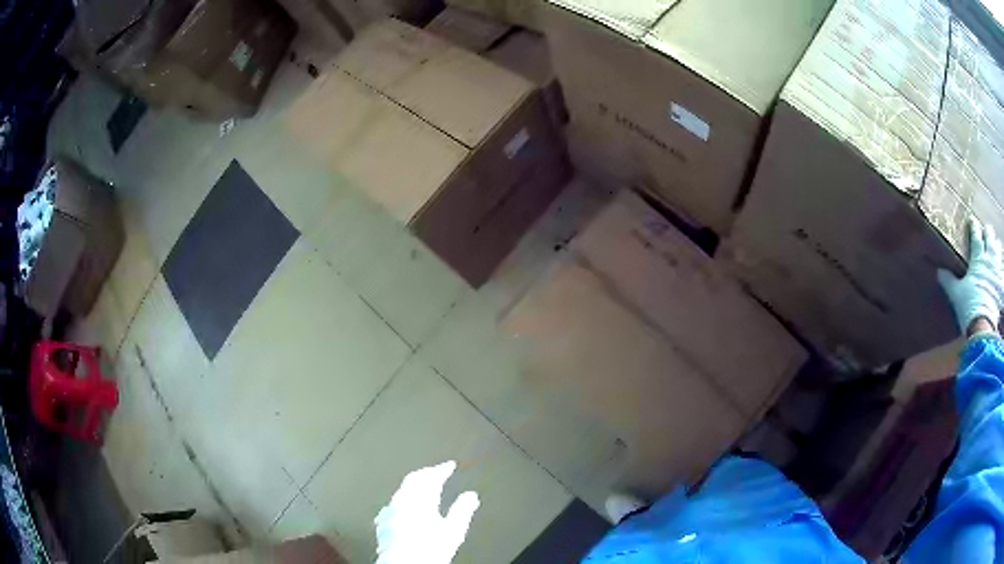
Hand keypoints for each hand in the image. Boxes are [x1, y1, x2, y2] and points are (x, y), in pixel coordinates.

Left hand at [375, 461, 479, 563]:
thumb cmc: (428, 551)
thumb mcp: (454, 531)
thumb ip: (463, 510)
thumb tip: (470, 496)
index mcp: (420, 499)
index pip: (431, 476)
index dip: (441, 469)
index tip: (449, 465)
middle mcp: (402, 501)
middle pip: (413, 479)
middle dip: (426, 474)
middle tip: (435, 471)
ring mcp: (389, 511)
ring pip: (401, 490)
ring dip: (413, 486)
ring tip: (422, 488)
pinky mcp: (382, 522)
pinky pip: (392, 503)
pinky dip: (402, 500)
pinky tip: (403, 507)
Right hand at [938, 221, 1003, 333]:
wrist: (984, 327)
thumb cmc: (969, 307)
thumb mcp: (956, 295)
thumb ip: (949, 282)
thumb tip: (939, 272)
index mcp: (978, 257)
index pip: (976, 235)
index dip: (973, 227)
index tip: (972, 222)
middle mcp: (989, 258)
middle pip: (990, 236)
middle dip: (988, 233)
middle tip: (986, 232)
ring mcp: (997, 270)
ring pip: (999, 249)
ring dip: (996, 247)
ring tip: (995, 247)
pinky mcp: (1002, 284)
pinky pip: (1003, 269)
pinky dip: (1002, 267)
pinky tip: (1001, 268)